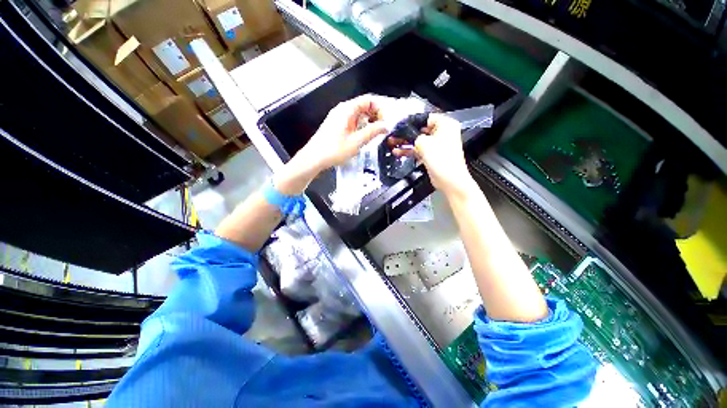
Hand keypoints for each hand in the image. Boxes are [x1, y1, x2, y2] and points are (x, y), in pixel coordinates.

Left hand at [297, 95, 387, 170]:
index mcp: (347, 109)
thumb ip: (373, 132)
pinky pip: (352, 121)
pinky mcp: (335, 125)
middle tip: (380, 130)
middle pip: (363, 106)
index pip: (369, 100)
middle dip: (374, 116)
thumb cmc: (334, 150)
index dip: (379, 110)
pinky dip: (360, 127)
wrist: (314, 158)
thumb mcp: (357, 141)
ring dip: (368, 123)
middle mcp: (342, 110)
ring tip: (372, 136)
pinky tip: (362, 138)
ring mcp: (338, 117)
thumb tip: (385, 126)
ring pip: (358, 115)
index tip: (384, 123)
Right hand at [394, 113, 472, 196]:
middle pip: (421, 129)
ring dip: (405, 143)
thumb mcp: (424, 143)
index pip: (425, 118)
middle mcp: (442, 132)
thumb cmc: (441, 159)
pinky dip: (410, 151)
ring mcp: (437, 145)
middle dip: (406, 133)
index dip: (411, 121)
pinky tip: (397, 152)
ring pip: (418, 141)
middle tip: (393, 134)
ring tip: (392, 143)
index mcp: (445, 124)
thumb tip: (406, 134)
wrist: (449, 180)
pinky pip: (419, 150)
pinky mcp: (433, 155)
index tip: (399, 125)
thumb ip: (413, 136)